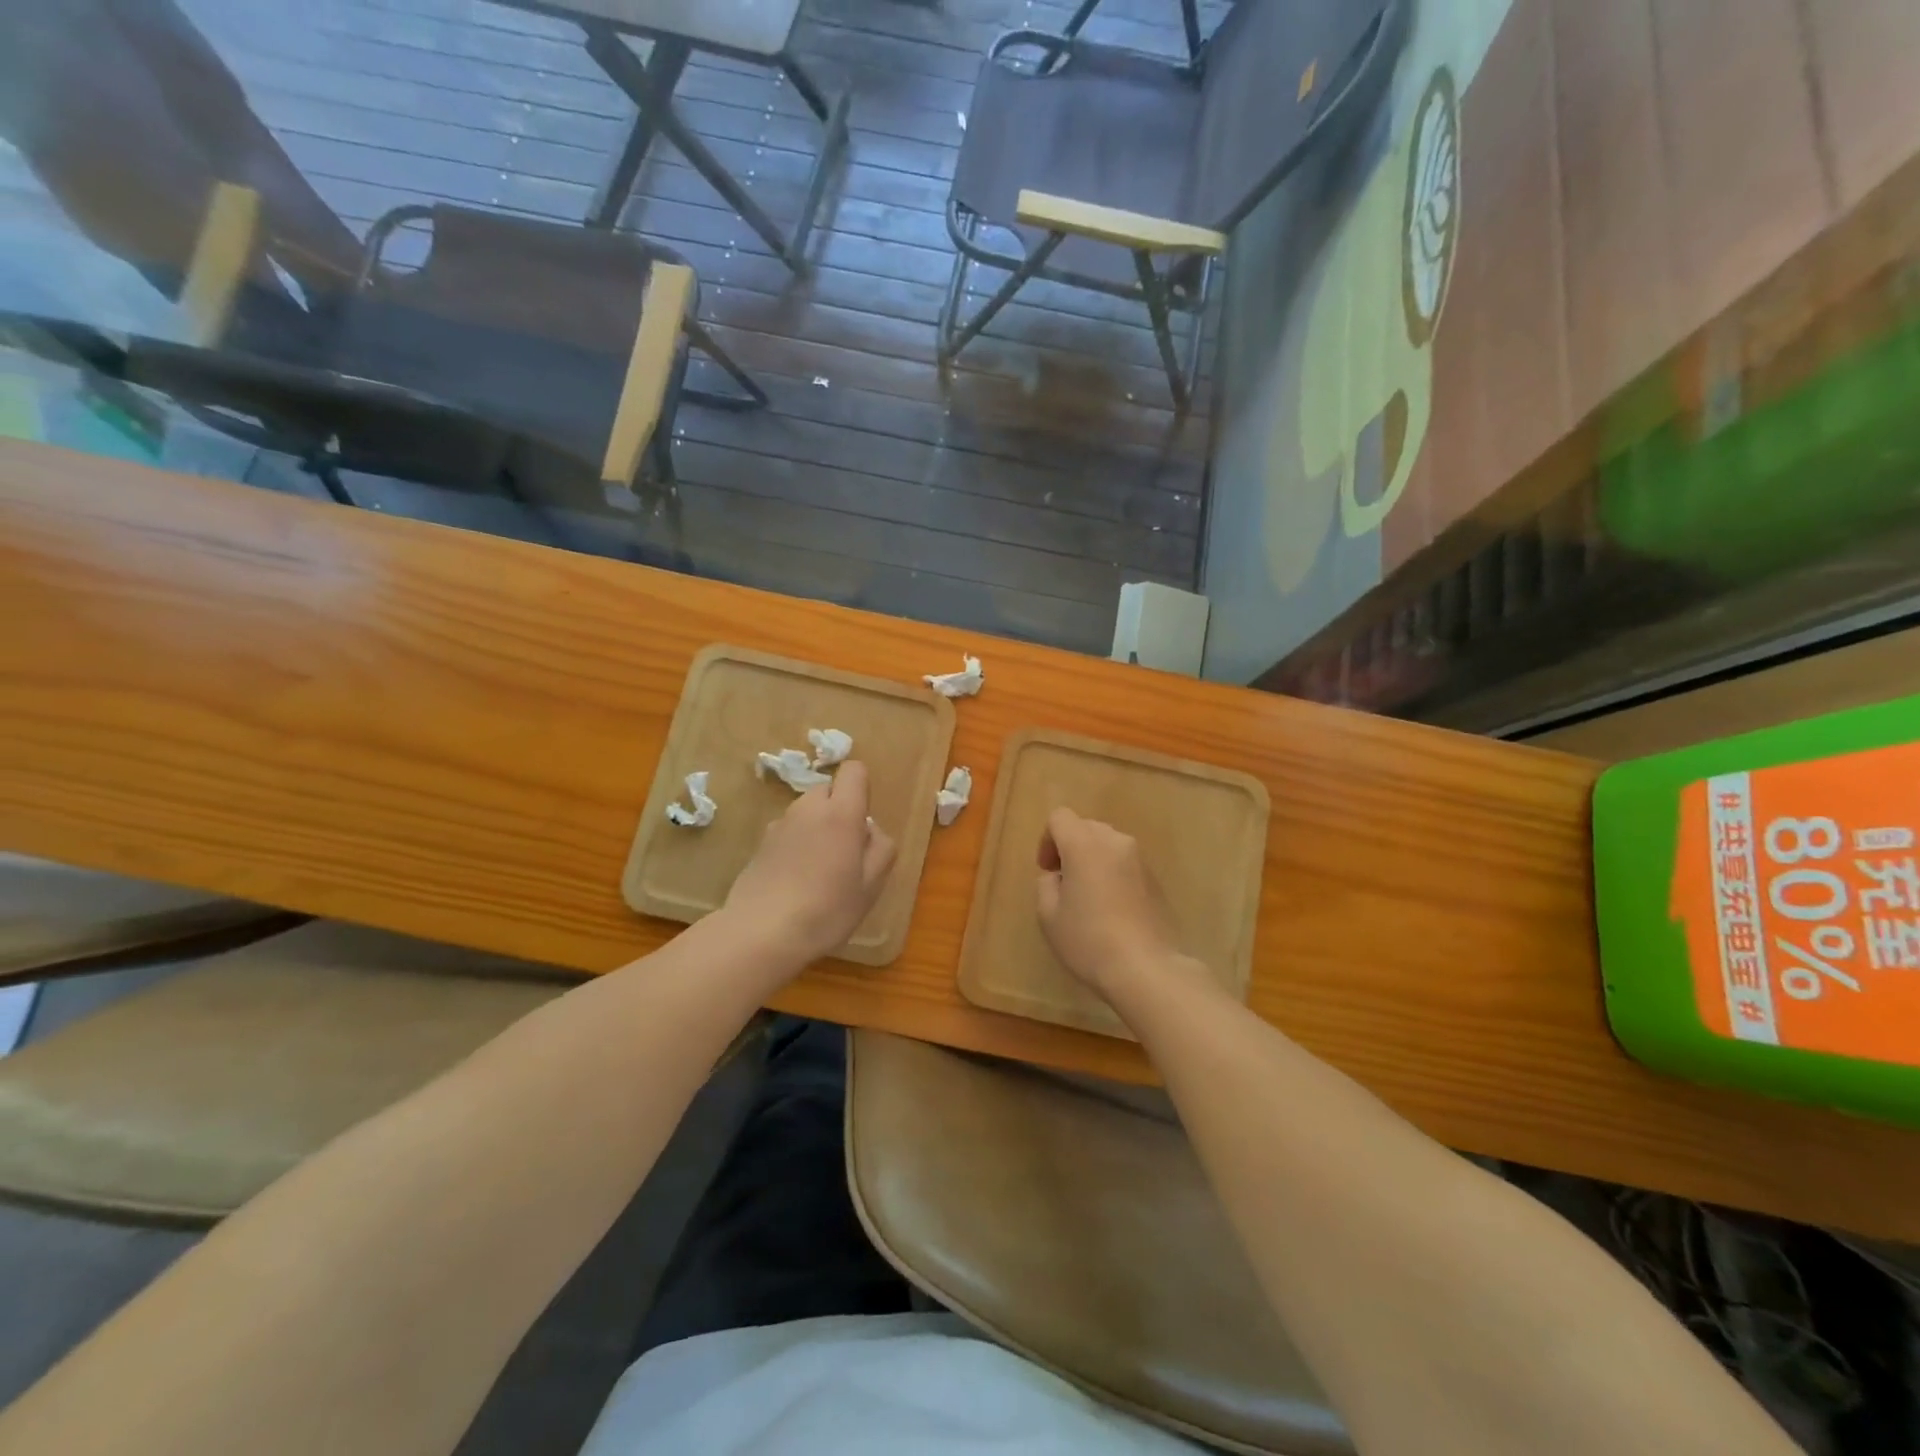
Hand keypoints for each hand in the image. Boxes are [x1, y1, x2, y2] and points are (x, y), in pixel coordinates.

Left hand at [722, 760, 896, 966]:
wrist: (762, 934)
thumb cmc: (827, 910)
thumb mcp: (871, 885)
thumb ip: (881, 848)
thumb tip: (870, 829)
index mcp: (840, 813)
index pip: (854, 770)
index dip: (862, 789)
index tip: (862, 823)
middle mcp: (807, 809)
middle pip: (828, 790)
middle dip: (839, 809)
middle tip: (844, 851)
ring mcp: (779, 825)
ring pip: (806, 811)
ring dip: (816, 827)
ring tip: (818, 870)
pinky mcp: (759, 844)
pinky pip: (787, 831)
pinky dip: (796, 844)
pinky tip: (795, 881)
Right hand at [1036, 808, 1187, 995]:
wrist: (1147, 968)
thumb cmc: (1089, 940)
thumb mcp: (1049, 915)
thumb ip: (1047, 885)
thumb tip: (1060, 877)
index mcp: (1084, 844)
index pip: (1060, 818)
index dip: (1047, 840)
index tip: (1047, 871)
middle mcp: (1115, 842)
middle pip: (1085, 827)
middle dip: (1070, 848)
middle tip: (1064, 883)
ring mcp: (1139, 859)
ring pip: (1107, 845)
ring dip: (1092, 860)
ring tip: (1088, 897)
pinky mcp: (1155, 879)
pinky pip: (1125, 864)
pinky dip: (1112, 874)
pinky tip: (1111, 909)